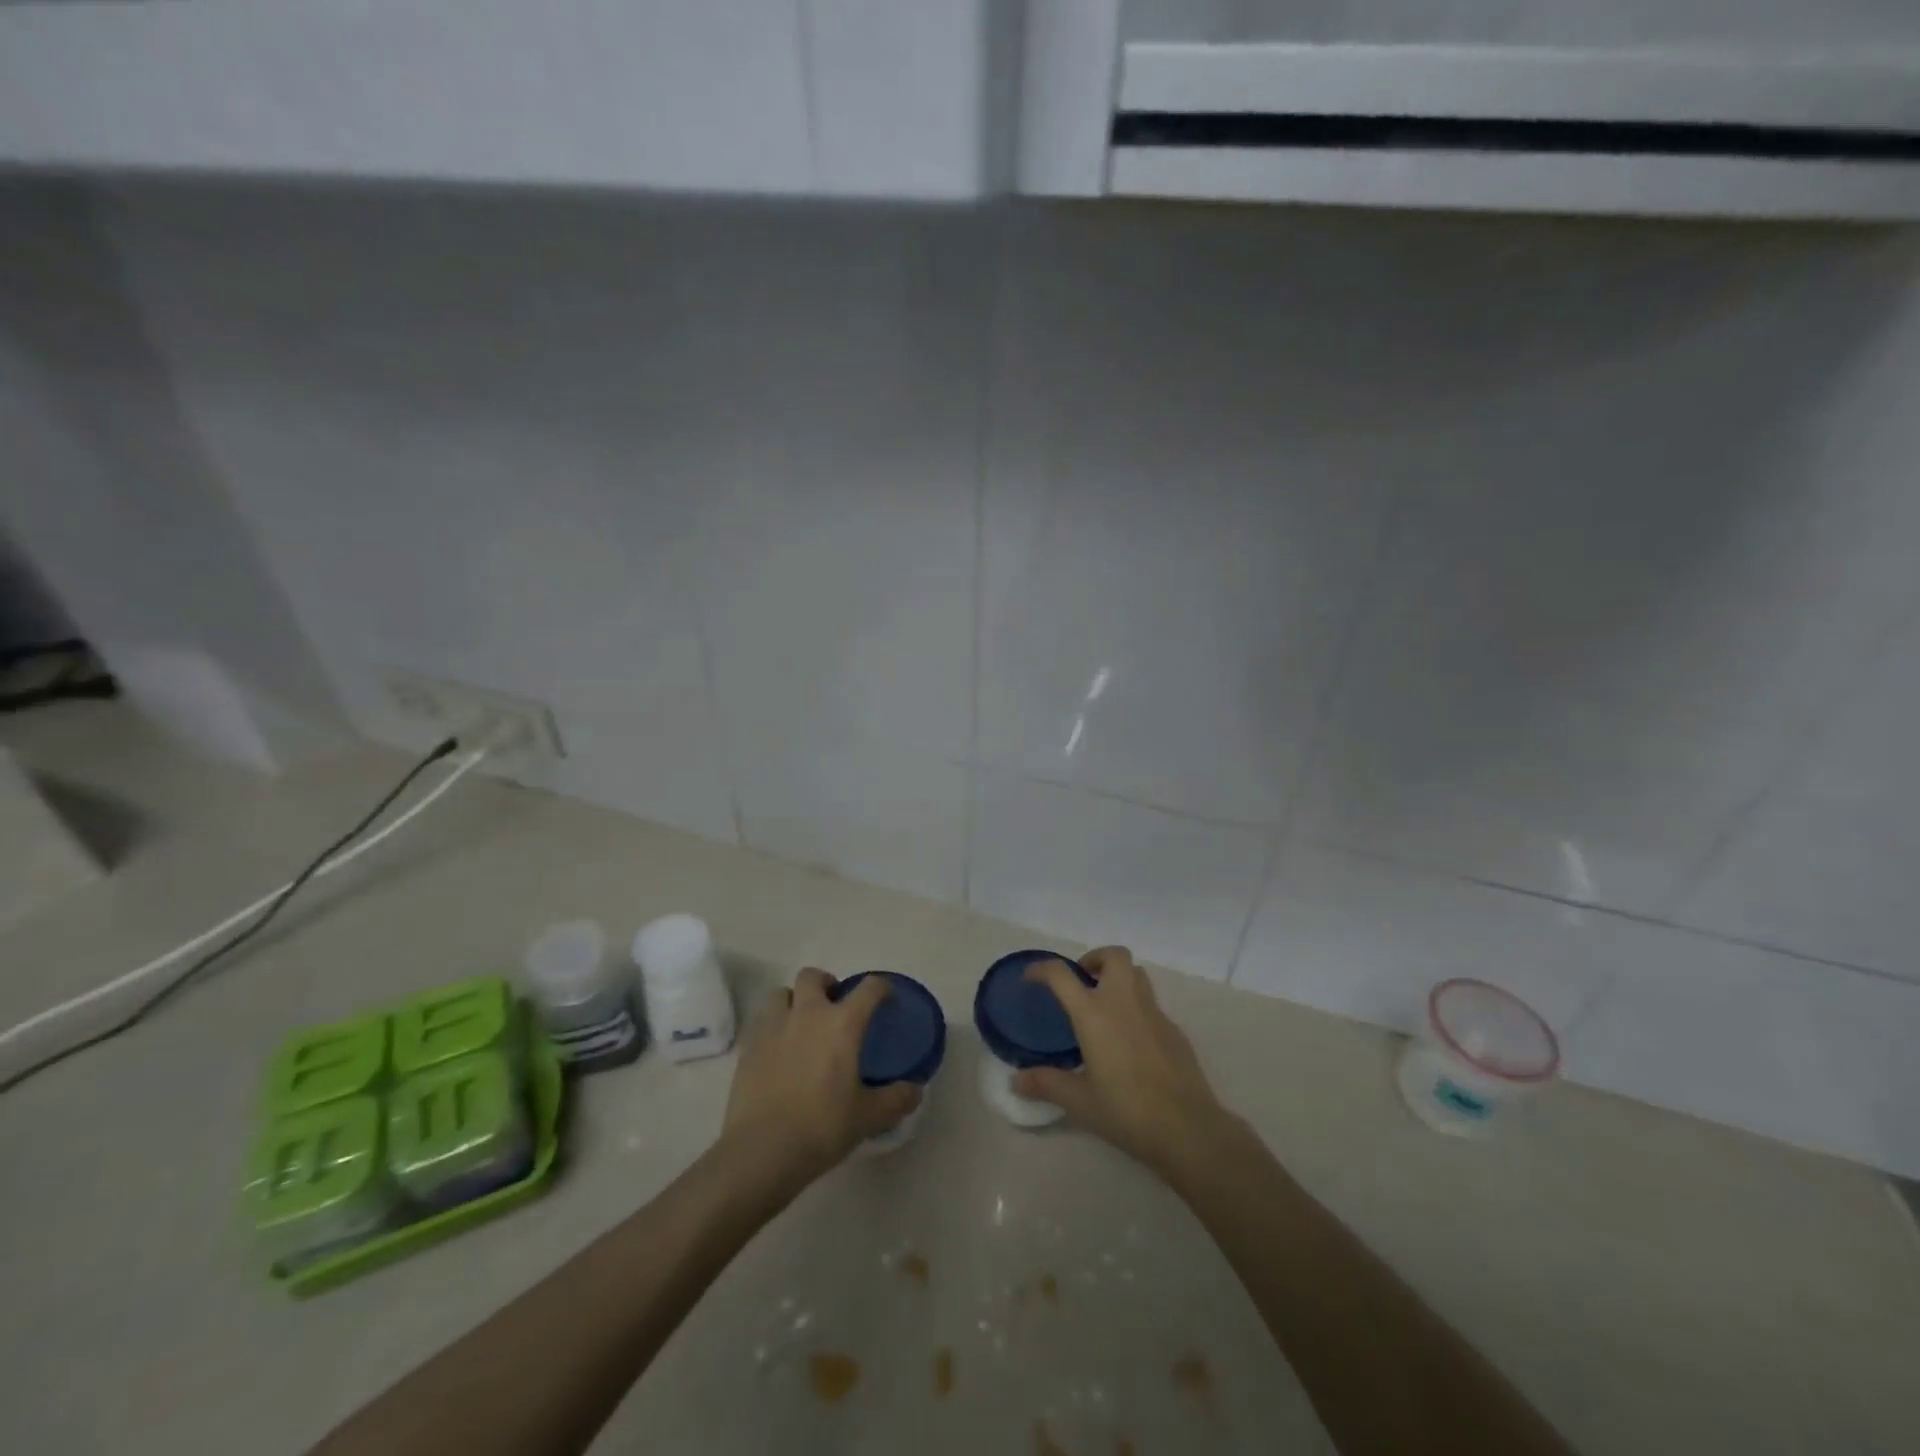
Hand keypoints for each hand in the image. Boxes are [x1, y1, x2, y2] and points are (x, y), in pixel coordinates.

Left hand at [719, 967, 920, 1191]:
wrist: (761, 1151)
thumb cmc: (822, 1127)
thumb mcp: (869, 1117)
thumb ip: (897, 1099)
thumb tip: (916, 1090)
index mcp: (842, 1024)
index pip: (869, 988)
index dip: (882, 988)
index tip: (887, 1000)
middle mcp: (807, 1014)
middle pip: (813, 976)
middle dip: (826, 984)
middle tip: (834, 1008)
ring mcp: (773, 1028)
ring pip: (782, 994)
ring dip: (795, 1001)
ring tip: (802, 1026)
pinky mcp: (749, 1047)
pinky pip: (763, 1022)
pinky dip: (774, 1027)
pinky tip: (780, 1052)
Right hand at [1014, 946, 1232, 1175]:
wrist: (1187, 1128)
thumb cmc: (1126, 1110)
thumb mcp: (1080, 1102)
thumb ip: (1047, 1084)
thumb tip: (1017, 1081)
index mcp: (1094, 1013)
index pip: (1061, 975)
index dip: (1041, 969)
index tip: (1031, 977)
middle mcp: (1124, 1002)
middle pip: (1114, 956)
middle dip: (1095, 959)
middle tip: (1082, 983)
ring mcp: (1154, 1013)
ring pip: (1137, 974)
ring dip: (1119, 978)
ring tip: (1105, 1006)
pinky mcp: (1174, 1030)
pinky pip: (1152, 1004)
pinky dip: (1137, 1008)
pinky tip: (1131, 1040)